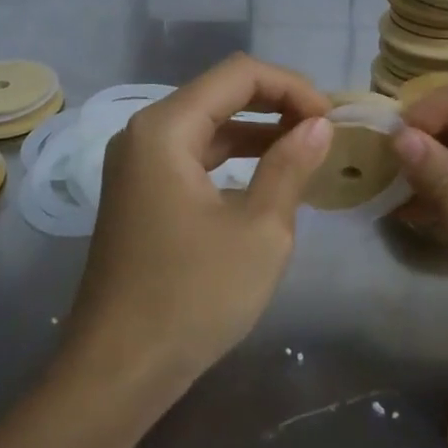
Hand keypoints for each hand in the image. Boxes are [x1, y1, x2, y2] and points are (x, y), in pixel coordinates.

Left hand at [66, 55, 334, 395]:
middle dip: (276, 104)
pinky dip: (232, 157)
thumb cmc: (192, 297)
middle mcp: (144, 133)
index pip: (238, 74)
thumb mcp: (259, 231)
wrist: (117, 372)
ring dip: (257, 130)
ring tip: (306, 149)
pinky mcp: (139, 193)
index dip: (291, 86)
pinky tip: (267, 176)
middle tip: (323, 130)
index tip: (330, 119)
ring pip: (207, 125)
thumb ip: (290, 167)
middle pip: (220, 93)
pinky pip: (192, 155)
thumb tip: (319, 126)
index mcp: (165, 128)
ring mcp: (137, 164)